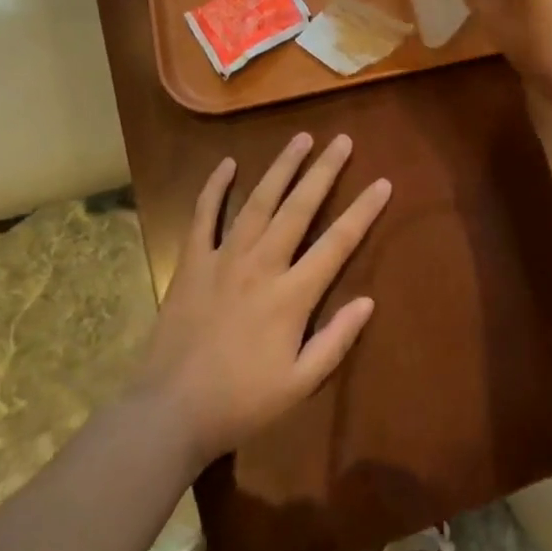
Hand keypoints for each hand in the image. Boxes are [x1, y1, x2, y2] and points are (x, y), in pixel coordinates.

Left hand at [132, 133, 389, 470]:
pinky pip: (204, 216)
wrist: (169, 412)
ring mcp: (224, 258)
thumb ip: (335, 341)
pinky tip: (227, 163)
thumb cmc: (241, 402)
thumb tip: (367, 301)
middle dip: (324, 171)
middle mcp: (262, 265)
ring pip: (259, 201)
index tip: (382, 183)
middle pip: (299, 207)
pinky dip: (214, 187)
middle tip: (342, 140)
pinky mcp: (193, 262)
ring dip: (281, 167)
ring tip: (301, 138)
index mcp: (291, 295)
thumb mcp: (299, 385)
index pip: (337, 243)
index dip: (363, 211)